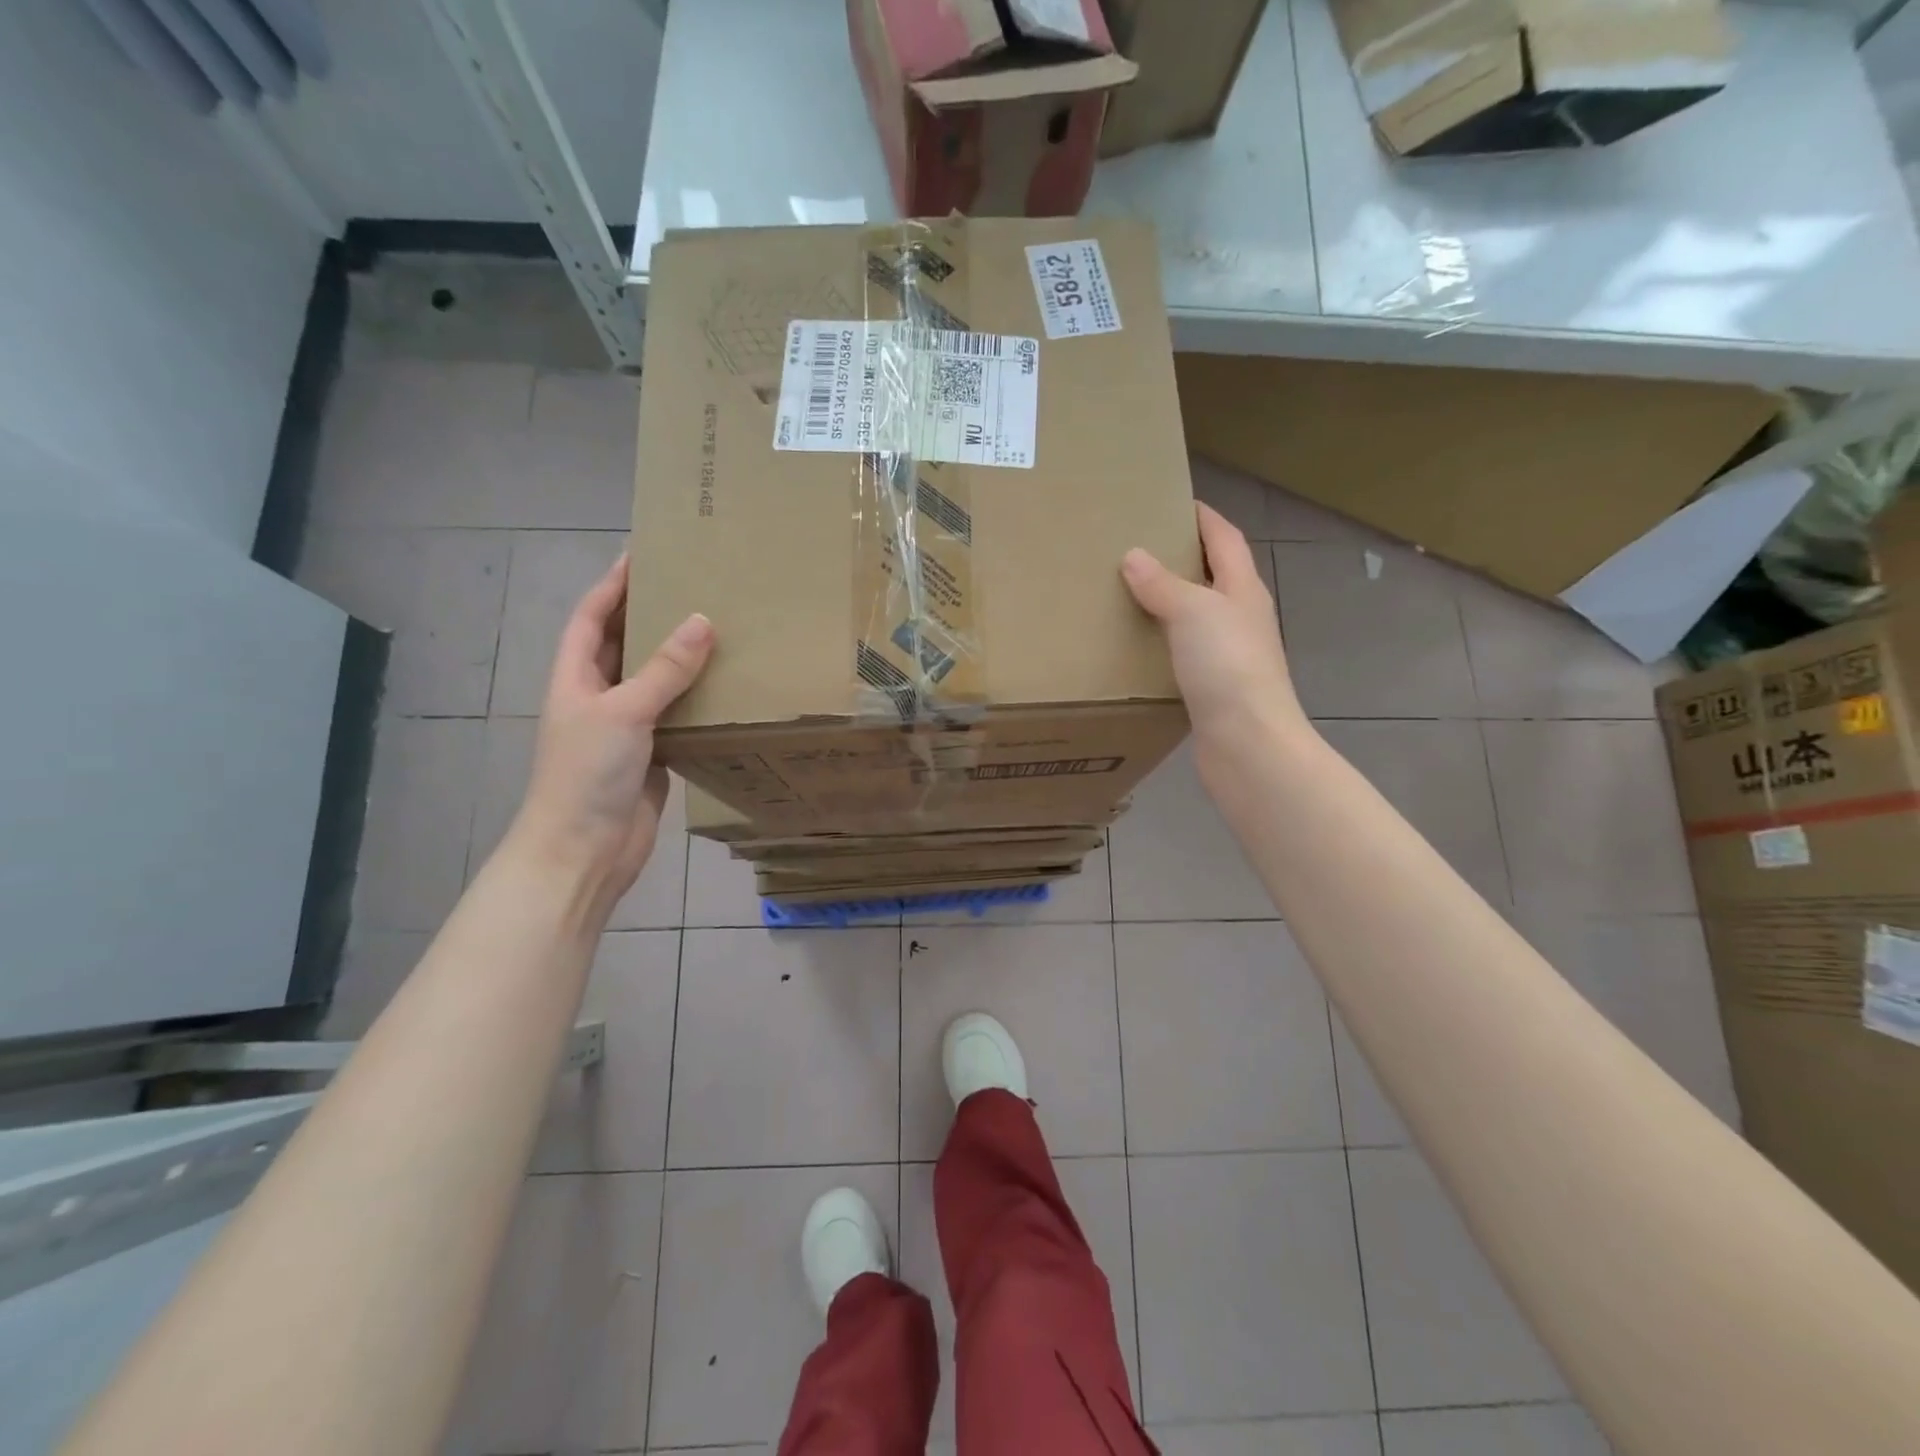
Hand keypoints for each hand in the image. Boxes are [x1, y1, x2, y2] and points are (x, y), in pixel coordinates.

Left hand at [504, 552, 713, 910]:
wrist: (585, 850)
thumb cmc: (587, 773)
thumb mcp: (624, 711)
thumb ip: (664, 669)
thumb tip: (702, 620)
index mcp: (575, 678)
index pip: (592, 618)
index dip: (613, 585)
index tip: (642, 553)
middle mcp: (599, 696)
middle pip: (624, 645)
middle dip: (651, 615)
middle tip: (693, 586)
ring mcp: (626, 727)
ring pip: (655, 681)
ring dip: (681, 658)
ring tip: (720, 628)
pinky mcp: (653, 754)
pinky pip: (678, 715)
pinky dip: (698, 698)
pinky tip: (729, 685)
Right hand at [1122, 503, 1307, 781]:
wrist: (1248, 744)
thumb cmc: (1227, 667)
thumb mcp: (1192, 612)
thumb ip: (1162, 584)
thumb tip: (1134, 555)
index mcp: (1243, 590)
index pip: (1226, 539)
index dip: (1204, 517)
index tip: (1173, 502)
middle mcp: (1241, 618)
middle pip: (1214, 576)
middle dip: (1182, 558)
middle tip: (1137, 548)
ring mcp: (1230, 656)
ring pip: (1197, 618)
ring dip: (1169, 603)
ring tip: (1127, 594)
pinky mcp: (1214, 689)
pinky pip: (1184, 654)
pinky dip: (1163, 643)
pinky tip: (1136, 648)